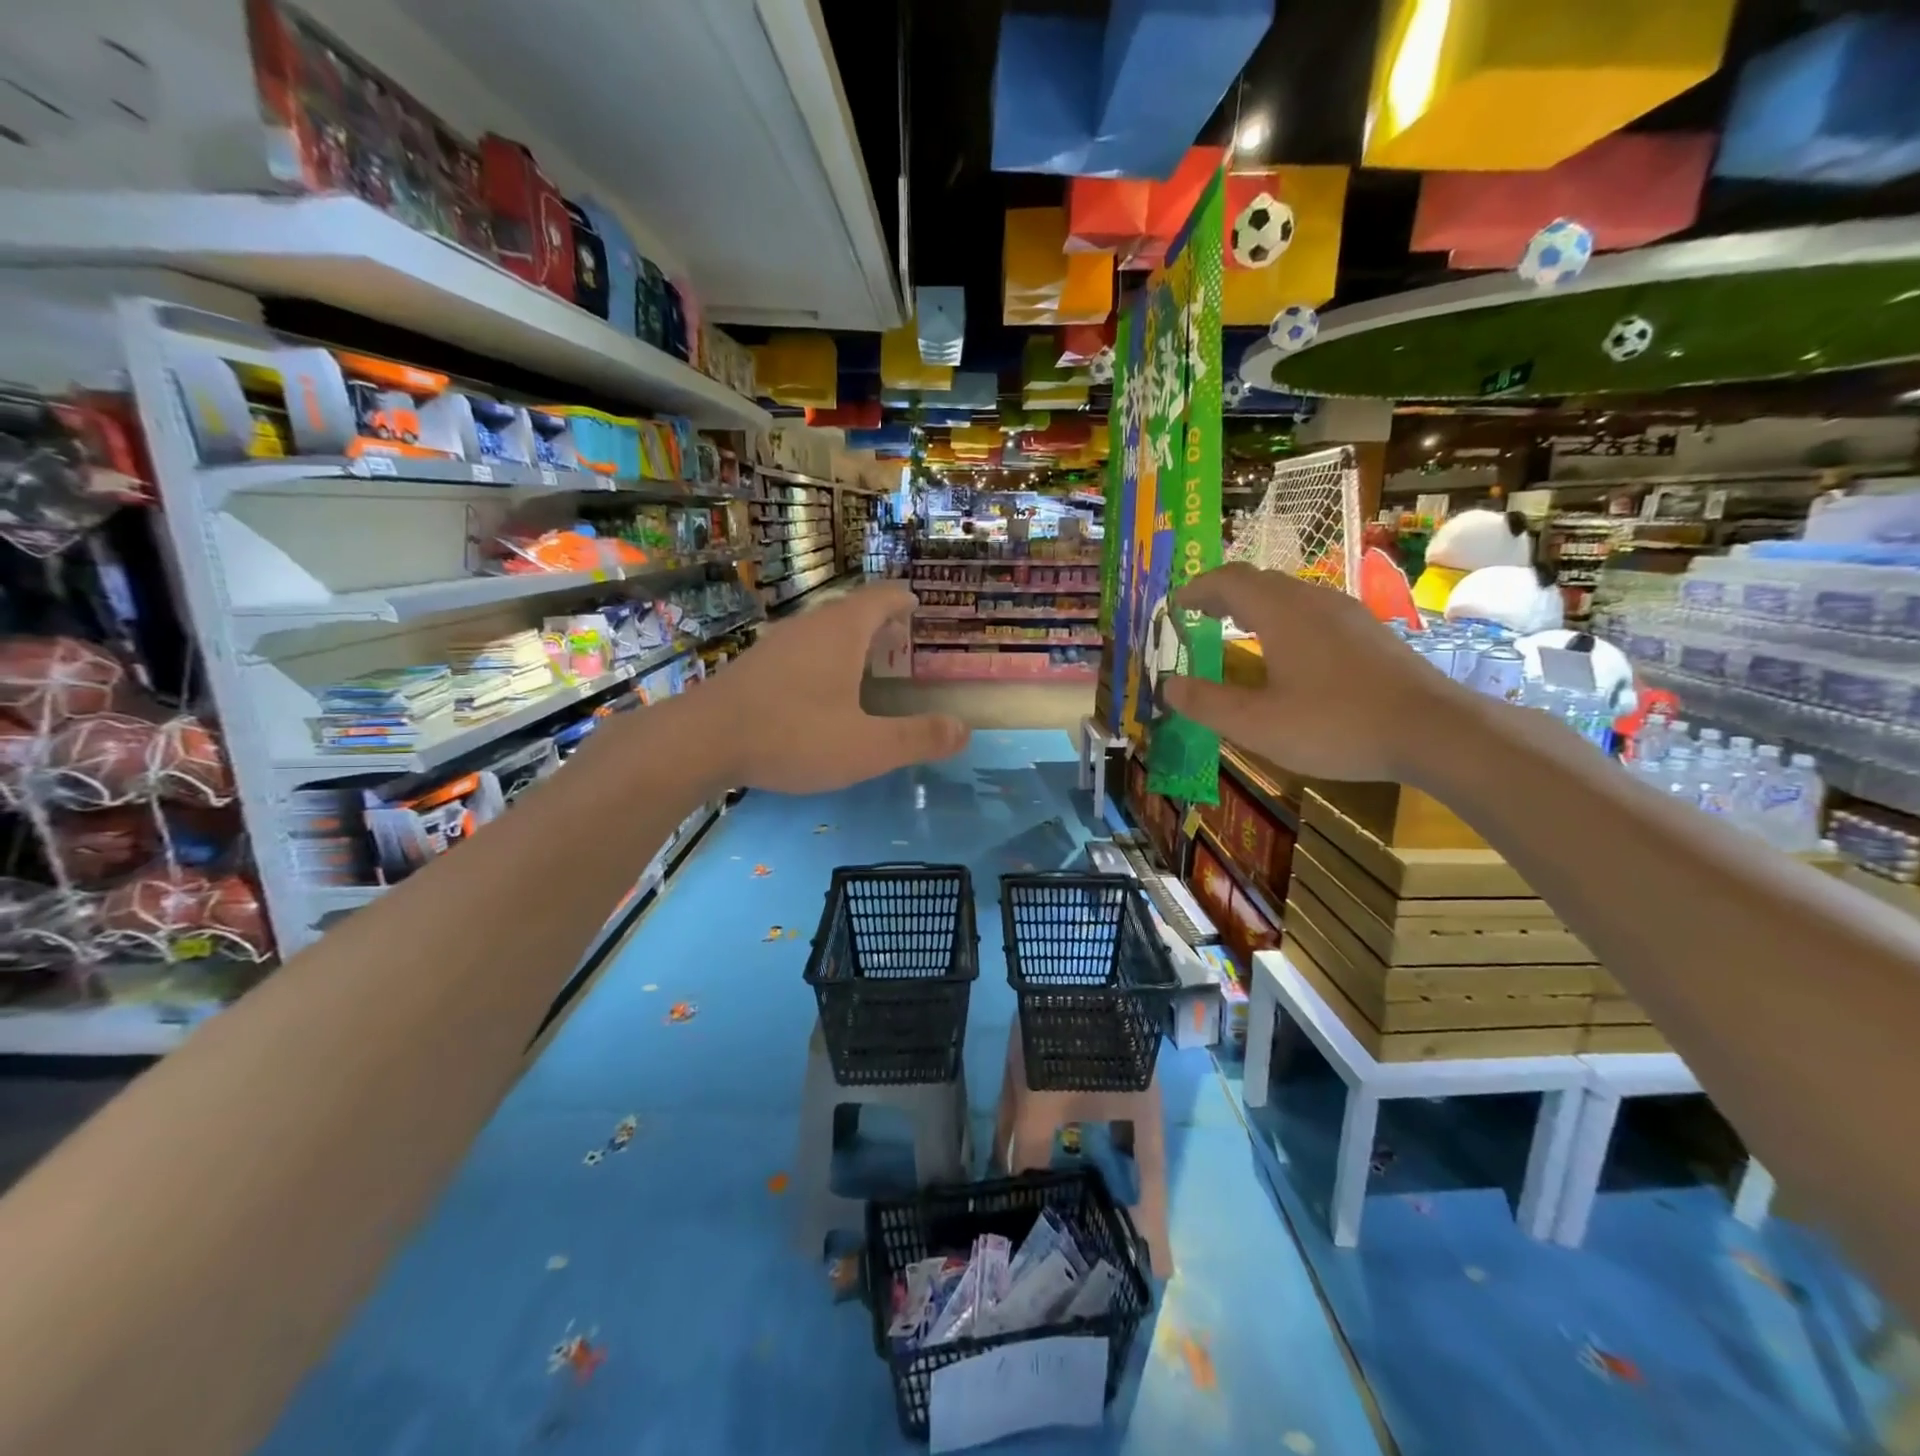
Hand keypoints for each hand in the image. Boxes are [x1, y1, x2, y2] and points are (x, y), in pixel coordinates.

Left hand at [695, 582, 968, 791]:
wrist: (701, 741)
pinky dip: (825, 657)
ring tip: (868, 663)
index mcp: (842, 632)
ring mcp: (778, 644)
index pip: (881, 598)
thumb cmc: (794, 735)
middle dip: (880, 622)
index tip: (918, 605)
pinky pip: (802, 649)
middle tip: (902, 638)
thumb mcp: (867, 747)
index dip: (903, 600)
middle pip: (853, 611)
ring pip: (824, 630)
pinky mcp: (755, 666)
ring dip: (851, 640)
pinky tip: (822, 689)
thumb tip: (963, 730)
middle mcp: (810, 627)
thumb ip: (918, 738)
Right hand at [1166, 563, 1455, 781]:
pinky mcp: (1369, 632)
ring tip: (1237, 630)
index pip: (1229, 580)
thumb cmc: (1336, 725)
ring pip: (1289, 594)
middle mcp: (1313, 600)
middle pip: (1259, 581)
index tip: (1175, 607)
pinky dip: (1283, 618)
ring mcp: (1347, 613)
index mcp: (1281, 613)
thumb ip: (1207, 703)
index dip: (1197, 589)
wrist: (1434, 730)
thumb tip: (1168, 686)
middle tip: (1199, 617)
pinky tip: (1288, 652)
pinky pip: (1312, 610)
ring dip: (1255, 606)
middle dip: (1223, 595)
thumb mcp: (1258, 724)